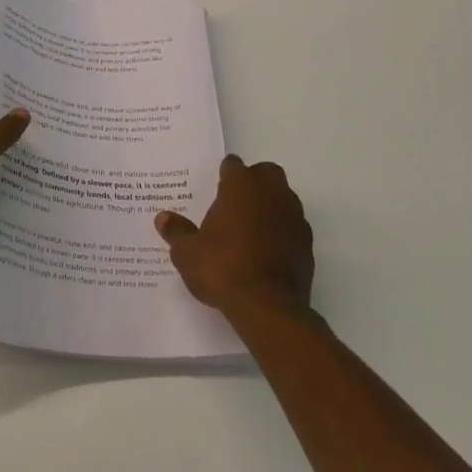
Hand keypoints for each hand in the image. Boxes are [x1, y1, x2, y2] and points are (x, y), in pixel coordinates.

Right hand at [155, 155, 313, 318]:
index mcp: (241, 187)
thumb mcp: (187, 253)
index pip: (233, 165)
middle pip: (266, 173)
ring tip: (249, 228)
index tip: (215, 187)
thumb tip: (163, 218)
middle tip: (234, 202)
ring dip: (269, 205)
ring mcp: (294, 217)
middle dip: (253, 181)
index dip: (224, 174)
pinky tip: (266, 250)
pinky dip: (281, 231)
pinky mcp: (307, 243)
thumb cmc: (222, 269)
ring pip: (284, 198)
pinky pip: (292, 226)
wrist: (268, 306)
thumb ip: (177, 232)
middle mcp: (271, 193)